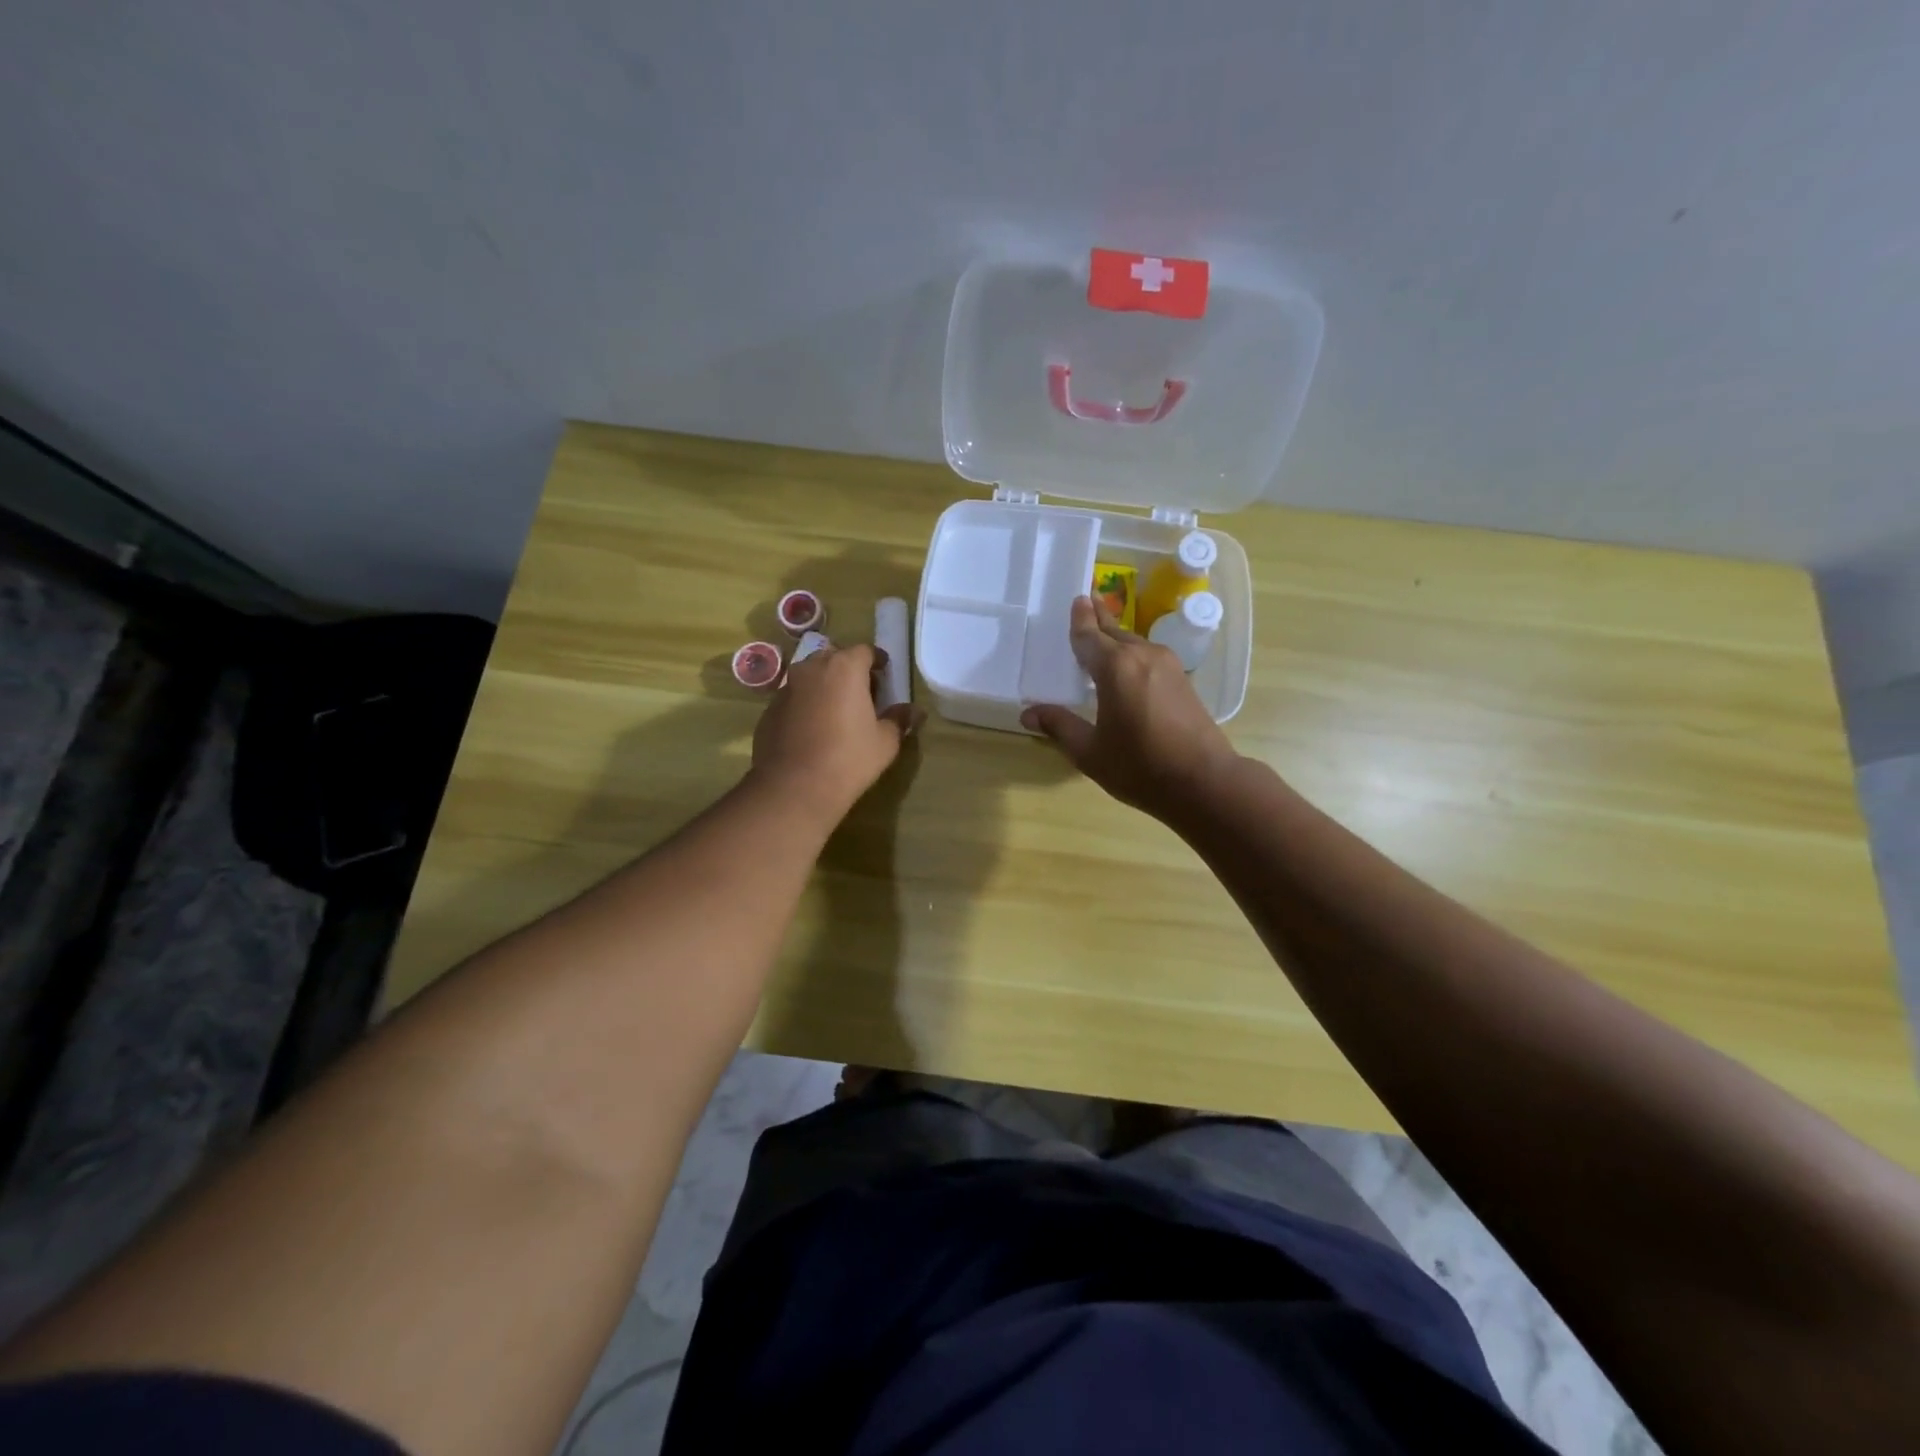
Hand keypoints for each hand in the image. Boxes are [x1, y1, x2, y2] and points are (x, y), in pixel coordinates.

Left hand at [750, 643, 922, 824]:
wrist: (794, 787)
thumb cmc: (848, 758)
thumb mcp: (885, 741)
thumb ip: (899, 719)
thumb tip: (914, 711)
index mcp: (844, 668)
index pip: (865, 650)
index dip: (877, 661)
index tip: (885, 676)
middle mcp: (811, 668)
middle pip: (834, 658)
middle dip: (849, 671)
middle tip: (862, 694)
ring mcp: (786, 687)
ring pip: (810, 677)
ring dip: (825, 686)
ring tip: (837, 712)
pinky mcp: (769, 709)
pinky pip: (794, 698)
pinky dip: (806, 705)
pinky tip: (813, 730)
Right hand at [1021, 596, 1237, 822]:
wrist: (1204, 781)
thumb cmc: (1140, 767)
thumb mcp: (1090, 751)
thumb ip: (1059, 726)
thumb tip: (1028, 713)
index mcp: (1115, 668)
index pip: (1089, 636)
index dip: (1080, 619)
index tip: (1077, 599)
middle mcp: (1141, 656)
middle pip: (1114, 631)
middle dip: (1099, 617)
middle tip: (1087, 600)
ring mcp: (1167, 665)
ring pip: (1134, 643)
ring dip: (1116, 636)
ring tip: (1101, 634)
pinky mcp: (1182, 680)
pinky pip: (1148, 656)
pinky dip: (1131, 653)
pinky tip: (1125, 666)